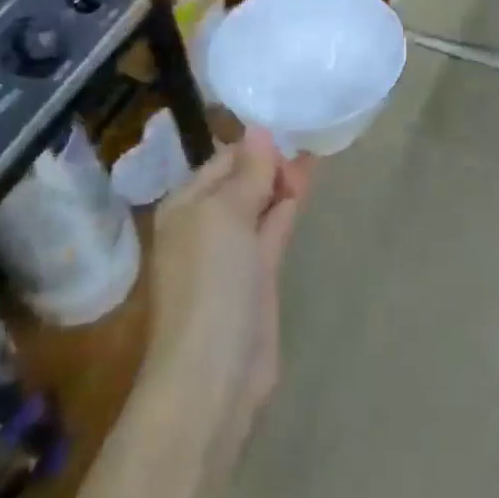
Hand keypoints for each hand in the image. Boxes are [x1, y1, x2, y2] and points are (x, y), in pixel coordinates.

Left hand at [147, 130, 311, 450]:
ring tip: (313, 153)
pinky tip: (305, 188)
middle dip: (271, 161)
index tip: (290, 126)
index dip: (255, 145)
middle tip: (307, 140)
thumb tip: (259, 129)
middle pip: (241, 180)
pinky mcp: (257, 276)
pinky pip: (272, 229)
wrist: (215, 372)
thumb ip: (248, 171)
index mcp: (185, 205)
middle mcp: (204, 224)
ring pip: (260, 204)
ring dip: (282, 181)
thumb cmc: (211, 281)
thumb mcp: (225, 214)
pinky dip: (287, 207)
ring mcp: (232, 252)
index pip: (223, 159)